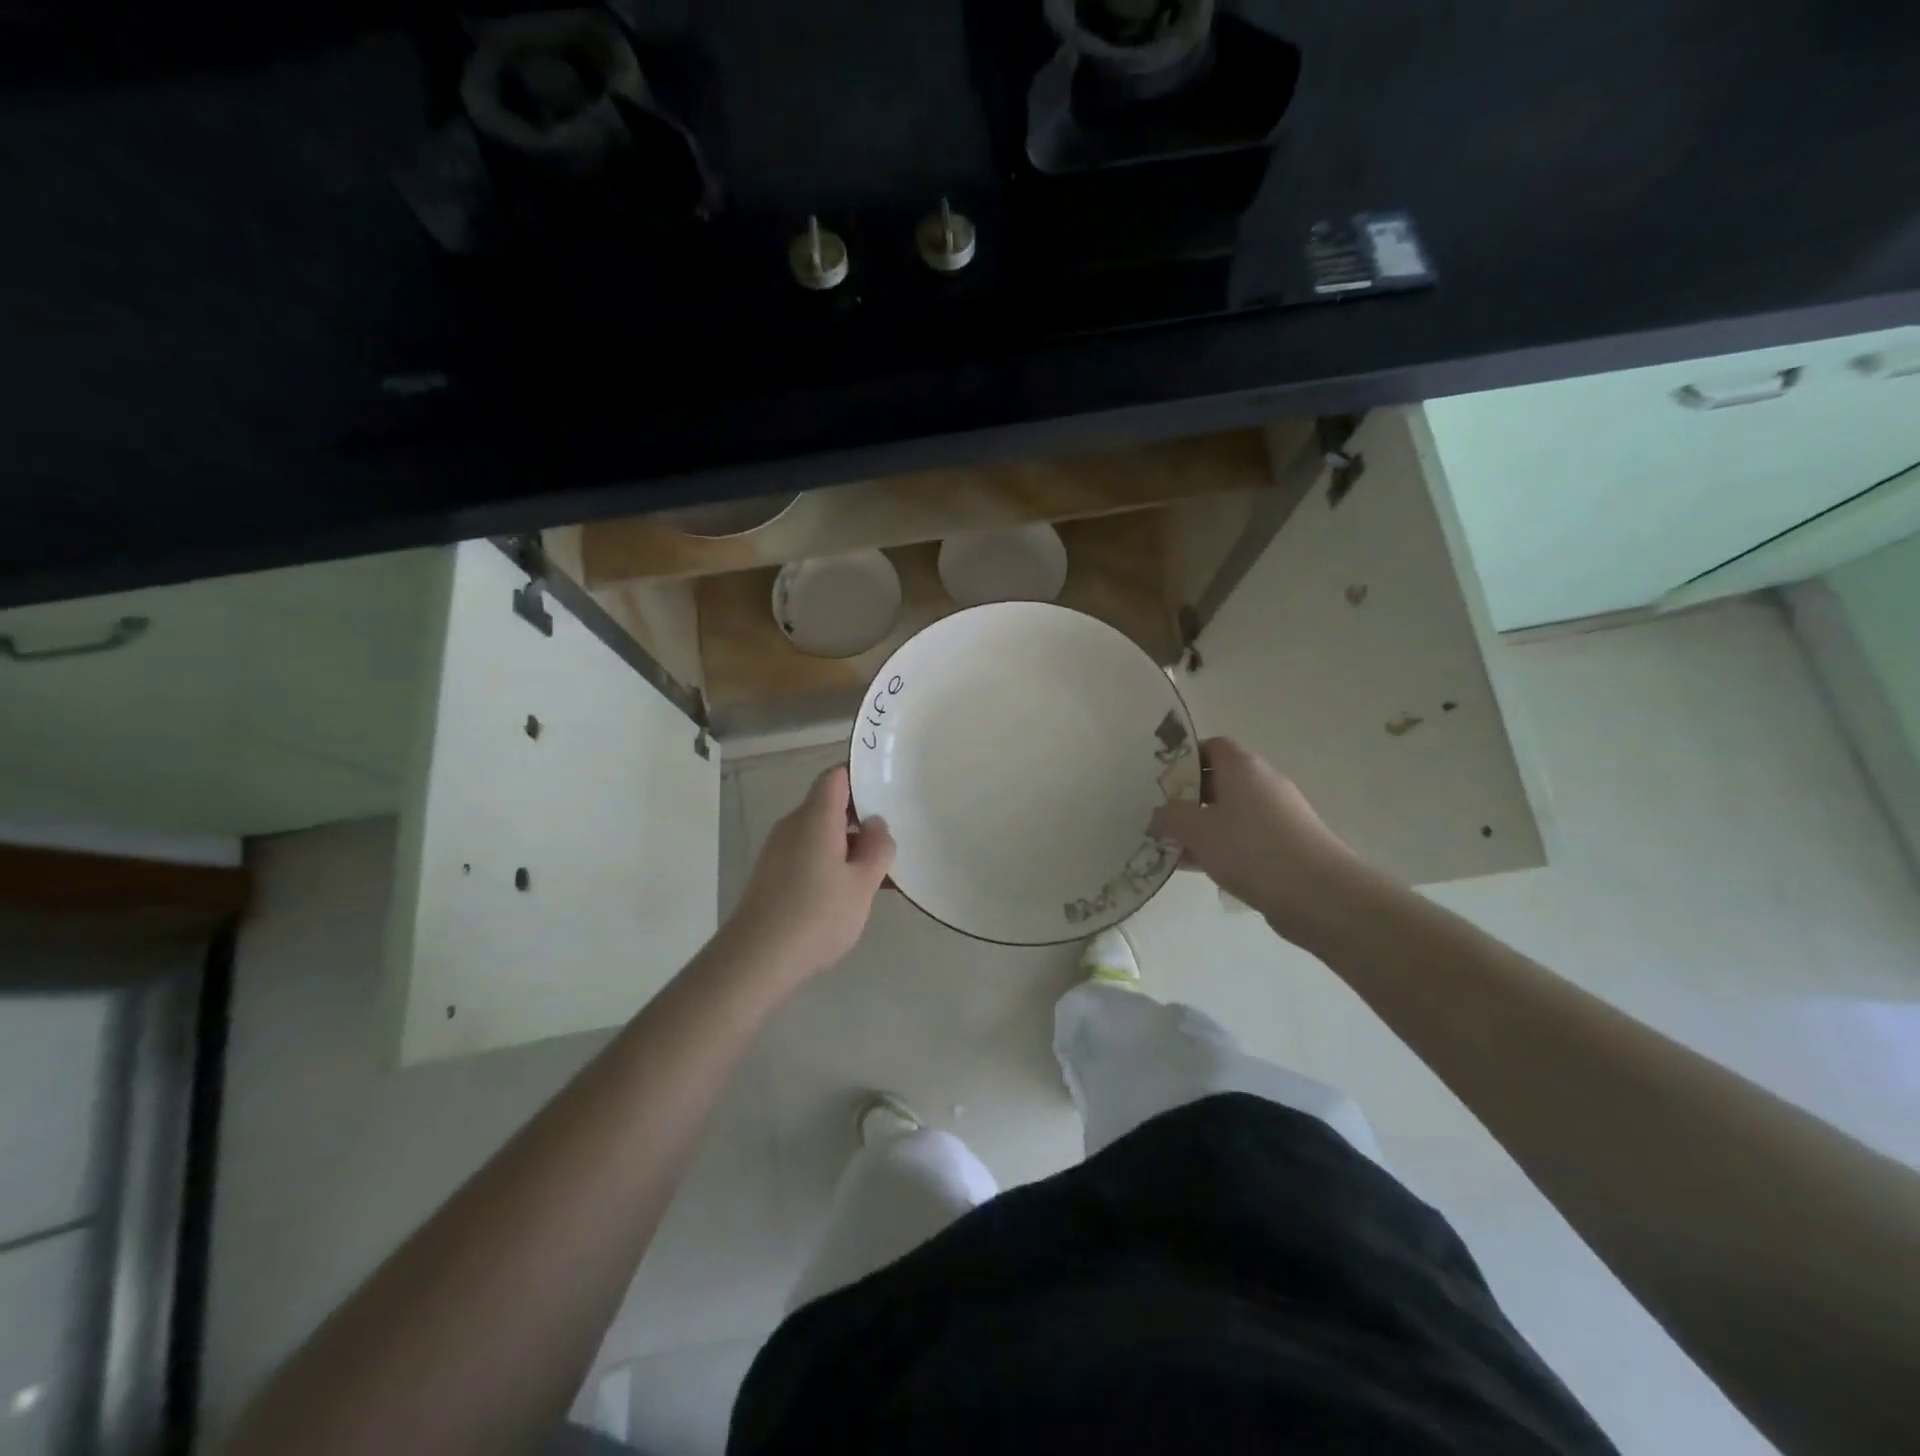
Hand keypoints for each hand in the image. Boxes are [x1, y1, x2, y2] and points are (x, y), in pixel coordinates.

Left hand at [721, 765, 895, 985]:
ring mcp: (778, 851)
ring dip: (848, 846)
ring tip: (879, 874)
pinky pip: (808, 856)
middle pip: (828, 806)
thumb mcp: (862, 884)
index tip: (887, 789)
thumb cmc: (816, 914)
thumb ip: (877, 849)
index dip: (860, 776)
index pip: (836, 777)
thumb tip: (876, 824)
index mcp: (815, 817)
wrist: (756, 959)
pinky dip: (831, 864)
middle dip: (861, 818)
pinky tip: (850, 894)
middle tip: (892, 838)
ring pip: (820, 835)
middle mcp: (792, 826)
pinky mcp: (772, 876)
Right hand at [1151, 738, 1363, 940]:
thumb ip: (1170, 817)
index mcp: (1242, 767)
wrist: (1319, 894)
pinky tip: (1195, 867)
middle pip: (1219, 781)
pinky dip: (1219, 847)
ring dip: (1201, 827)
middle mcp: (1262, 784)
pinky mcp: (1284, 847)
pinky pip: (1242, 838)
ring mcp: (1277, 816)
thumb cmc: (1251, 849)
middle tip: (1158, 815)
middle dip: (1187, 797)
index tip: (1159, 779)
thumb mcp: (1197, 830)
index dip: (1184, 758)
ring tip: (1169, 846)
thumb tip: (1159, 815)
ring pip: (1229, 813)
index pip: (1212, 746)